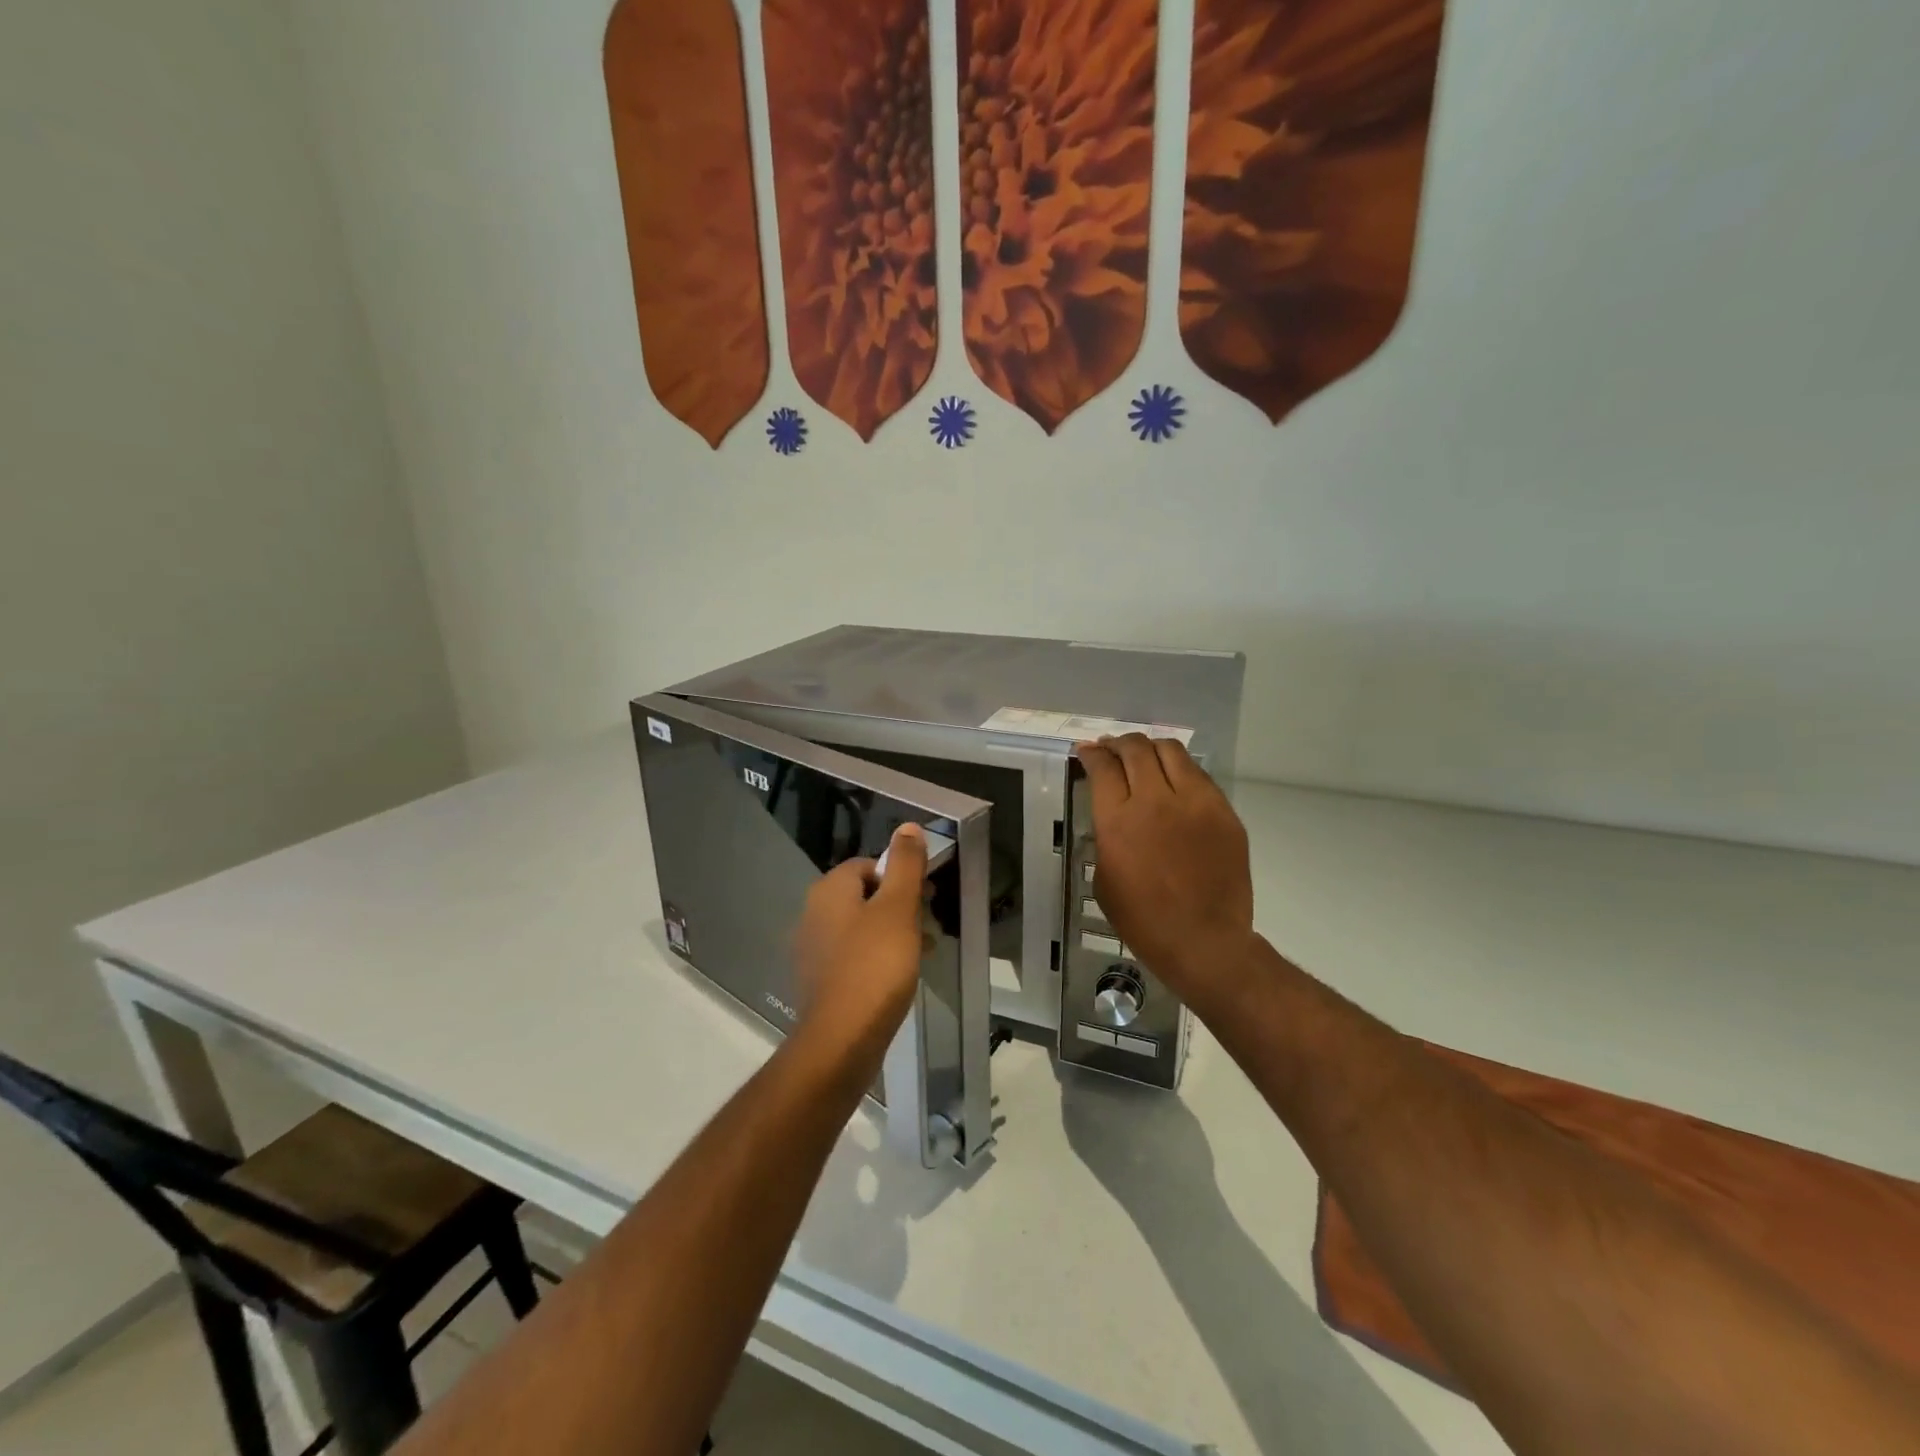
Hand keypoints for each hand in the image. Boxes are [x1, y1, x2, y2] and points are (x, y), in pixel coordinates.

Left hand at [792, 823, 929, 1057]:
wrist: (842, 1039)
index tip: (925, 898)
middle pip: (864, 896)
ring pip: (860, 928)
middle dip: (899, 907)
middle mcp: (813, 913)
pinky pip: (852, 957)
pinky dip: (876, 959)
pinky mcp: (818, 981)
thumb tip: (908, 826)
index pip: (868, 865)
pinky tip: (897, 978)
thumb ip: (905, 865)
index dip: (900, 877)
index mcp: (829, 890)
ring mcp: (812, 949)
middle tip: (927, 926)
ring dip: (891, 934)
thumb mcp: (898, 909)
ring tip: (921, 953)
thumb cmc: (875, 966)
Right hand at [1076, 734, 1254, 1011]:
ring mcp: (1195, 802)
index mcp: (1118, 820)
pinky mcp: (1223, 812)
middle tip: (1112, 747)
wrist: (1204, 941)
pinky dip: (1180, 770)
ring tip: (1144, 755)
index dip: (1091, 753)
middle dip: (1119, 743)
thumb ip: (1106, 836)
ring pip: (1172, 751)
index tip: (1087, 751)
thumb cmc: (1143, 920)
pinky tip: (1175, 780)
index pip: (1103, 766)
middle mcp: (1155, 800)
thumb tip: (1113, 813)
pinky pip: (1199, 776)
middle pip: (1135, 749)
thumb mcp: (1104, 877)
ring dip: (1151, 748)